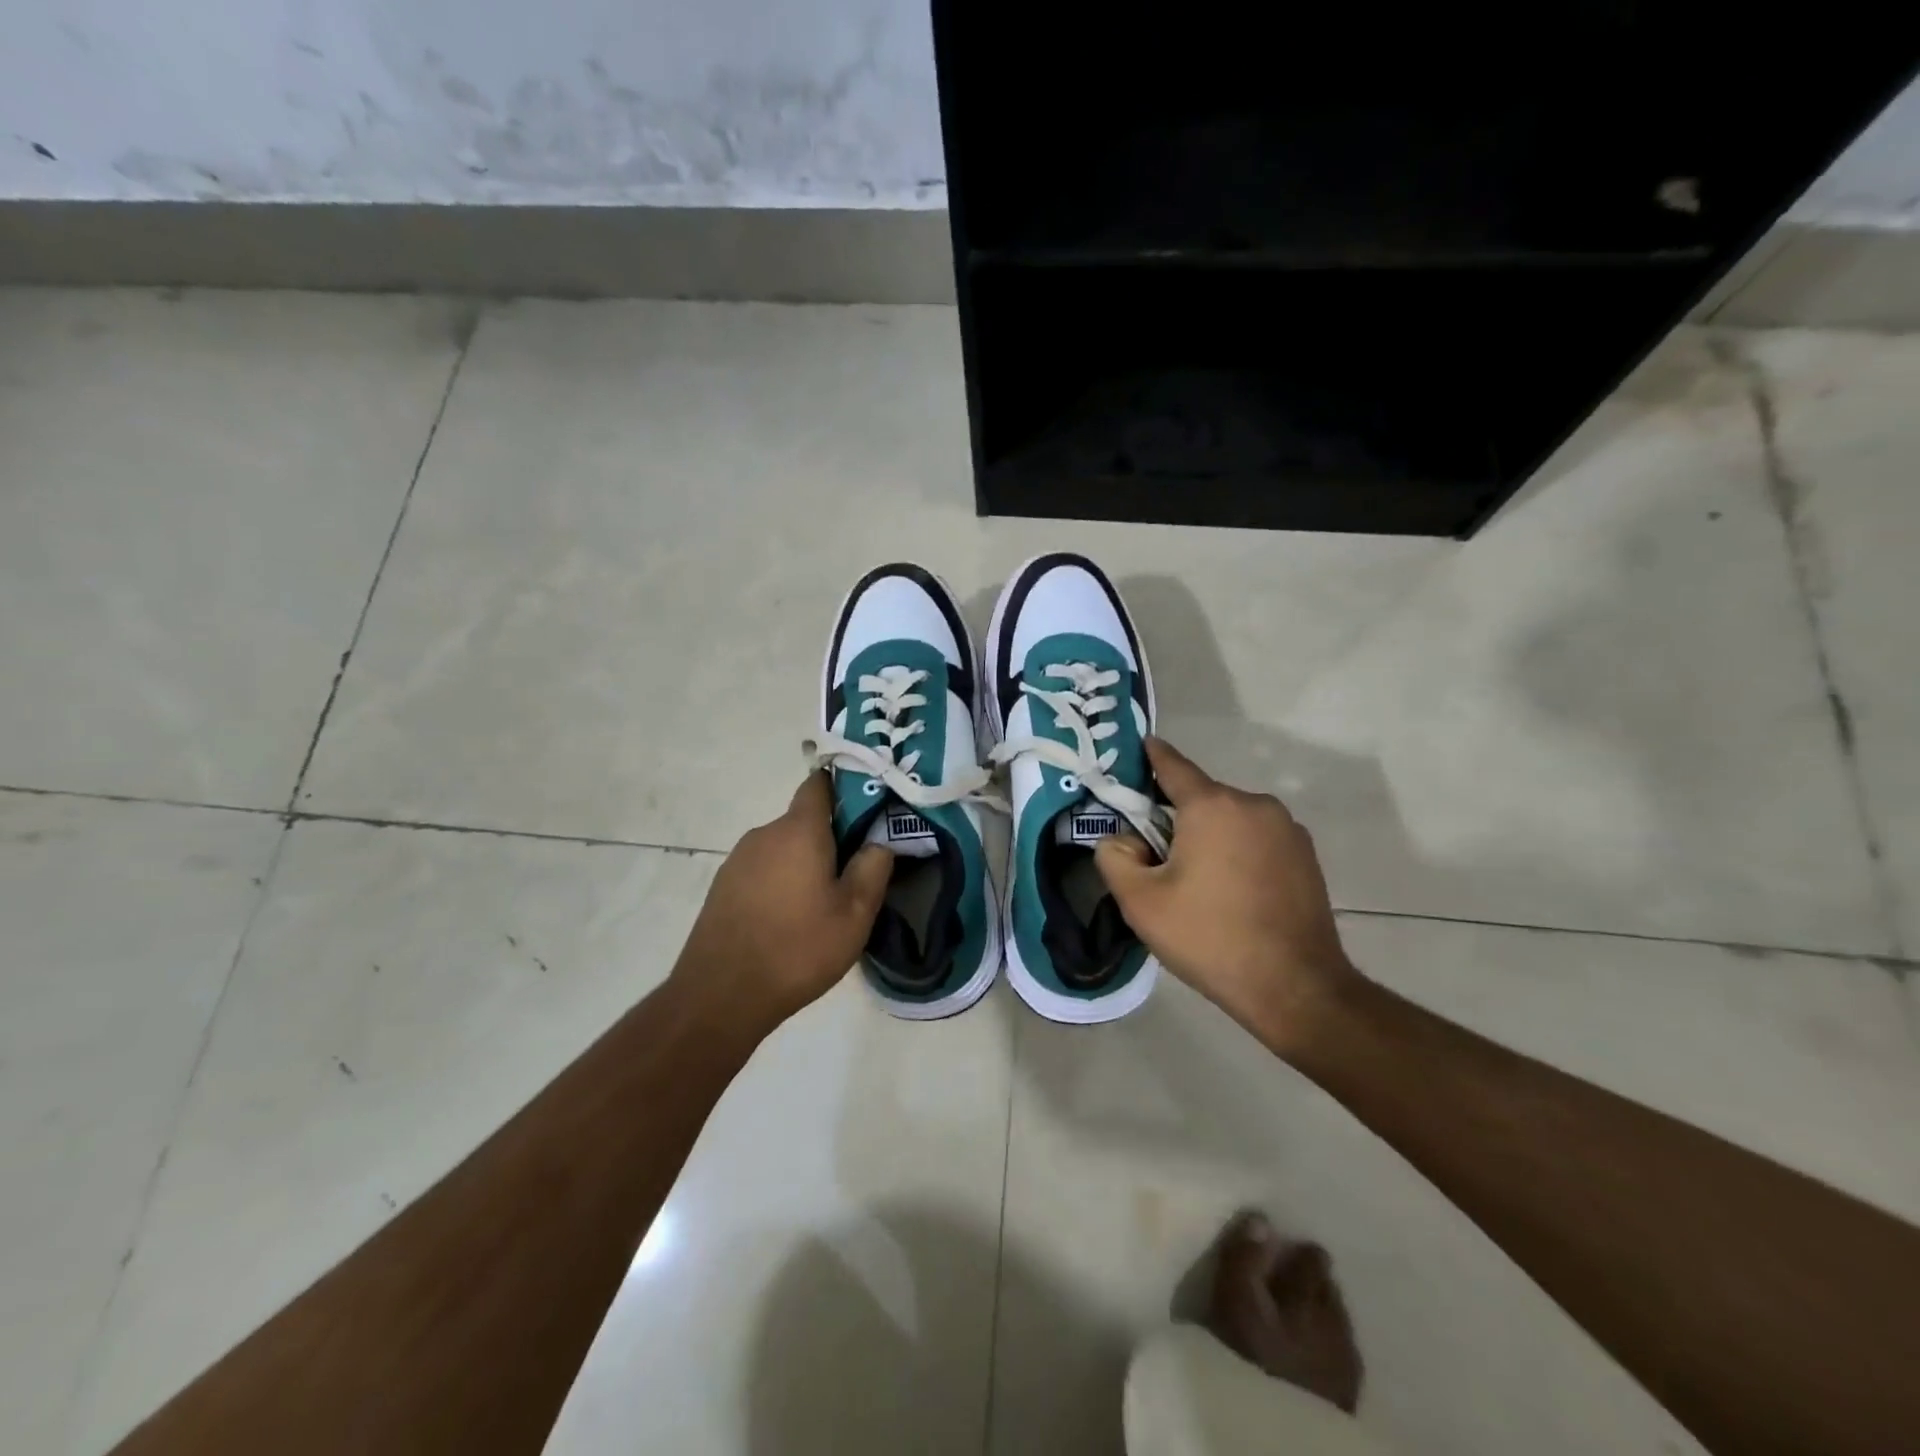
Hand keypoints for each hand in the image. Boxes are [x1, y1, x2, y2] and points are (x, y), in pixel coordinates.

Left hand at [672, 772, 893, 1038]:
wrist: (721, 995)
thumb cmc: (798, 949)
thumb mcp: (855, 914)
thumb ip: (874, 867)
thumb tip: (880, 840)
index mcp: (799, 830)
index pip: (820, 784)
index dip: (846, 786)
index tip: (870, 806)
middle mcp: (764, 833)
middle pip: (805, 819)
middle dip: (832, 836)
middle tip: (857, 869)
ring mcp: (739, 859)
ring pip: (784, 847)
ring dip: (806, 862)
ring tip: (825, 901)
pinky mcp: (724, 886)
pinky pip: (764, 869)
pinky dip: (782, 881)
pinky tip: (791, 918)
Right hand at [1095, 738, 1357, 1055]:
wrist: (1295, 987)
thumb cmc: (1209, 938)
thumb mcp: (1140, 902)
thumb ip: (1114, 856)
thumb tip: (1123, 840)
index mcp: (1212, 806)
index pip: (1171, 765)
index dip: (1150, 757)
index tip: (1138, 748)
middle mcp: (1254, 804)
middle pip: (1200, 799)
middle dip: (1176, 819)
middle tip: (1158, 861)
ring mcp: (1287, 829)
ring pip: (1230, 821)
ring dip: (1209, 838)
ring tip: (1199, 887)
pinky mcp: (1306, 856)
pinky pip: (1257, 841)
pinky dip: (1238, 854)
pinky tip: (1233, 896)